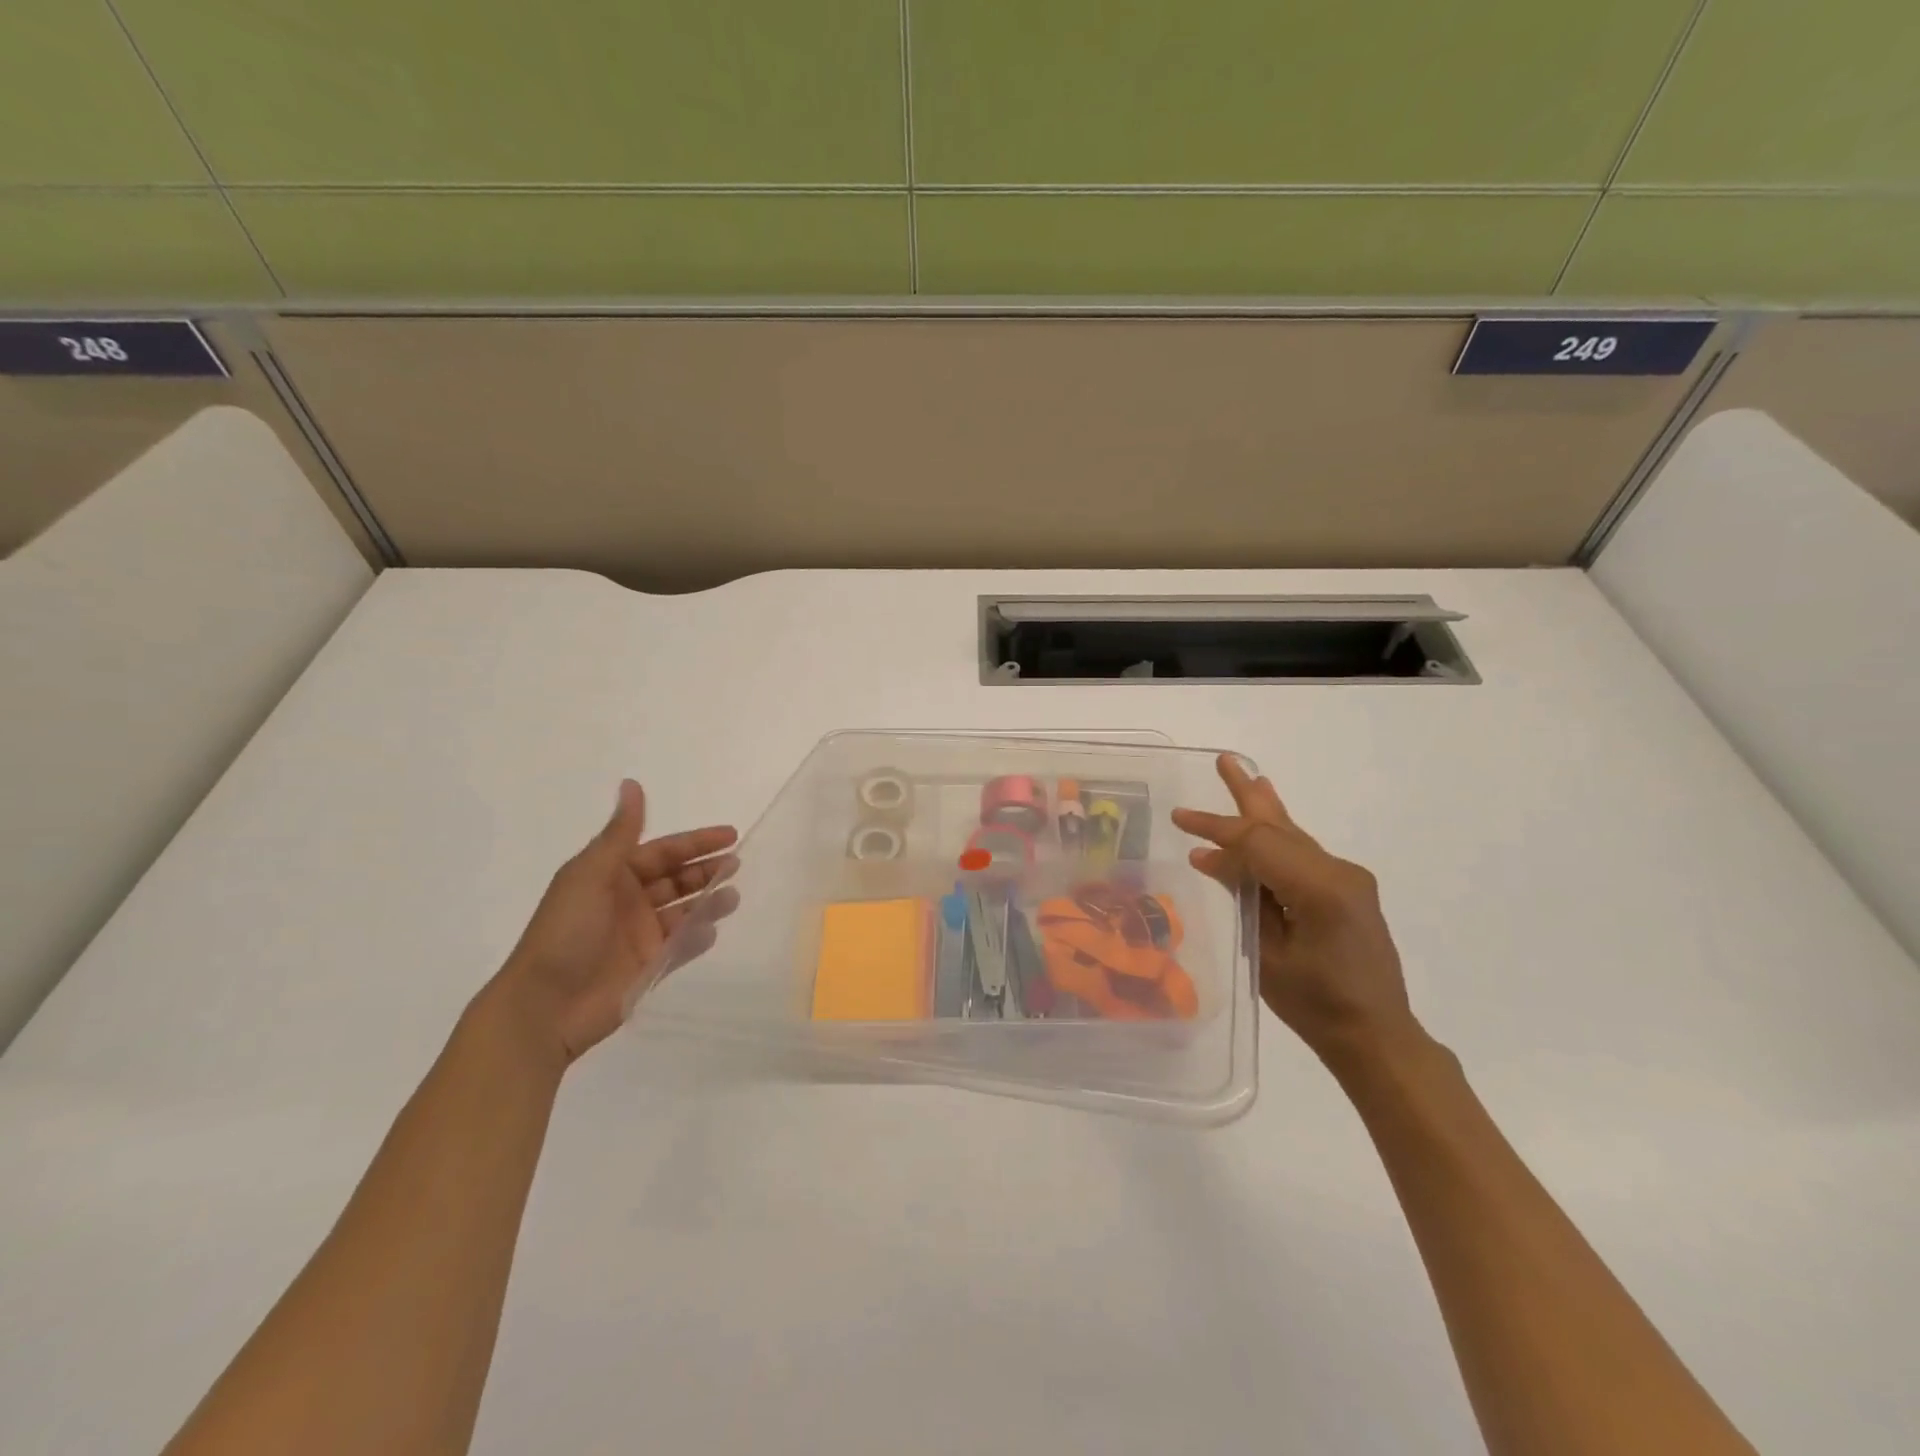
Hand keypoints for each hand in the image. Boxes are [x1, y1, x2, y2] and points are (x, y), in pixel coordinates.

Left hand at [489, 780, 737, 1069]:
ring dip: (708, 900)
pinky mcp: (648, 966)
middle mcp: (628, 901)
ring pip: (684, 910)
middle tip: (737, 864)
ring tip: (733, 896)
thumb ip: (620, 833)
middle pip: (676, 878)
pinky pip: (681, 945)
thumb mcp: (590, 874)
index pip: (663, 851)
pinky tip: (713, 930)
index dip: (695, 842)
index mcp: (611, 875)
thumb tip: (632, 783)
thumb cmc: (565, 932)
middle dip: (706, 869)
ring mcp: (639, 935)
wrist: (544, 1006)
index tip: (730, 834)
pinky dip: (698, 936)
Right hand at [1172, 754, 1416, 1067]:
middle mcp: (1339, 872)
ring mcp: (1348, 879)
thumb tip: (1208, 857)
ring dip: (1264, 810)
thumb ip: (1242, 897)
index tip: (1179, 817)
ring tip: (1246, 778)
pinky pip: (1302, 854)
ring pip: (1293, 836)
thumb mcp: (1266, 954)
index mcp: (1320, 888)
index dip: (1215, 828)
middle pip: (1280, 826)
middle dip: (1247, 795)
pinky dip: (1275, 838)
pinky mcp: (1348, 890)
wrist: (1378, 1037)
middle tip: (1225, 760)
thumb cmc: (1317, 1005)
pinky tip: (1266, 823)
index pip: (1257, 842)